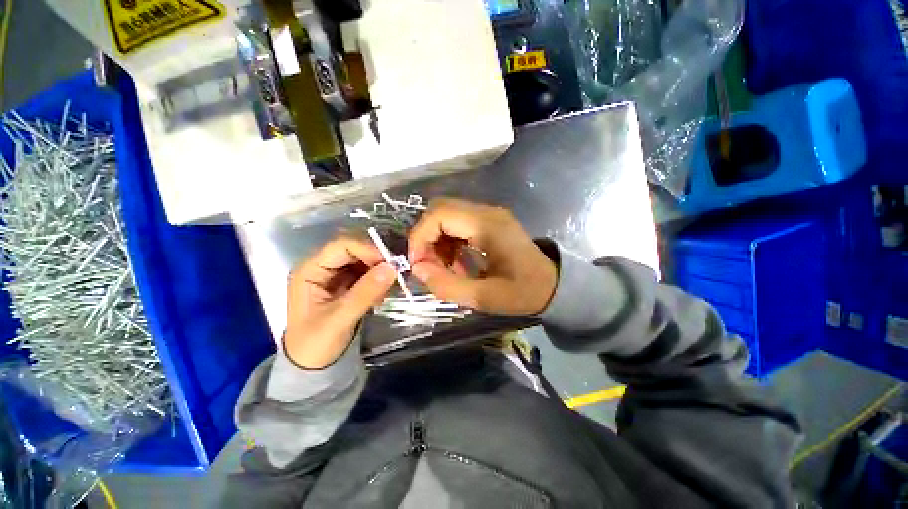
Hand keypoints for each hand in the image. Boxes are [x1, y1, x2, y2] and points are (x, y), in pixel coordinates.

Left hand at [284, 236, 395, 368]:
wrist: (312, 367)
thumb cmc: (316, 345)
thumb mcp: (340, 320)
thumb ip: (365, 293)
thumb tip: (392, 268)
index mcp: (309, 271)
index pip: (340, 246)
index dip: (366, 249)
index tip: (390, 261)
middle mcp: (321, 268)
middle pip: (353, 249)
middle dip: (375, 257)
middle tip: (396, 270)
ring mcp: (334, 275)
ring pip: (362, 260)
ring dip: (379, 268)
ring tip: (392, 282)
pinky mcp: (346, 284)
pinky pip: (366, 272)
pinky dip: (378, 278)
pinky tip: (384, 291)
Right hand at [408, 198, 556, 315]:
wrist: (552, 284)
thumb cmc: (522, 292)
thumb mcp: (483, 297)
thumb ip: (446, 285)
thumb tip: (417, 268)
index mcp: (487, 225)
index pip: (439, 214)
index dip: (420, 237)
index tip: (418, 264)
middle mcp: (487, 211)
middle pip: (440, 210)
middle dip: (426, 237)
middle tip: (429, 266)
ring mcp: (489, 214)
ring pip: (447, 215)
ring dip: (437, 239)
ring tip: (444, 267)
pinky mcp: (489, 221)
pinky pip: (457, 222)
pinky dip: (448, 240)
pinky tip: (455, 261)